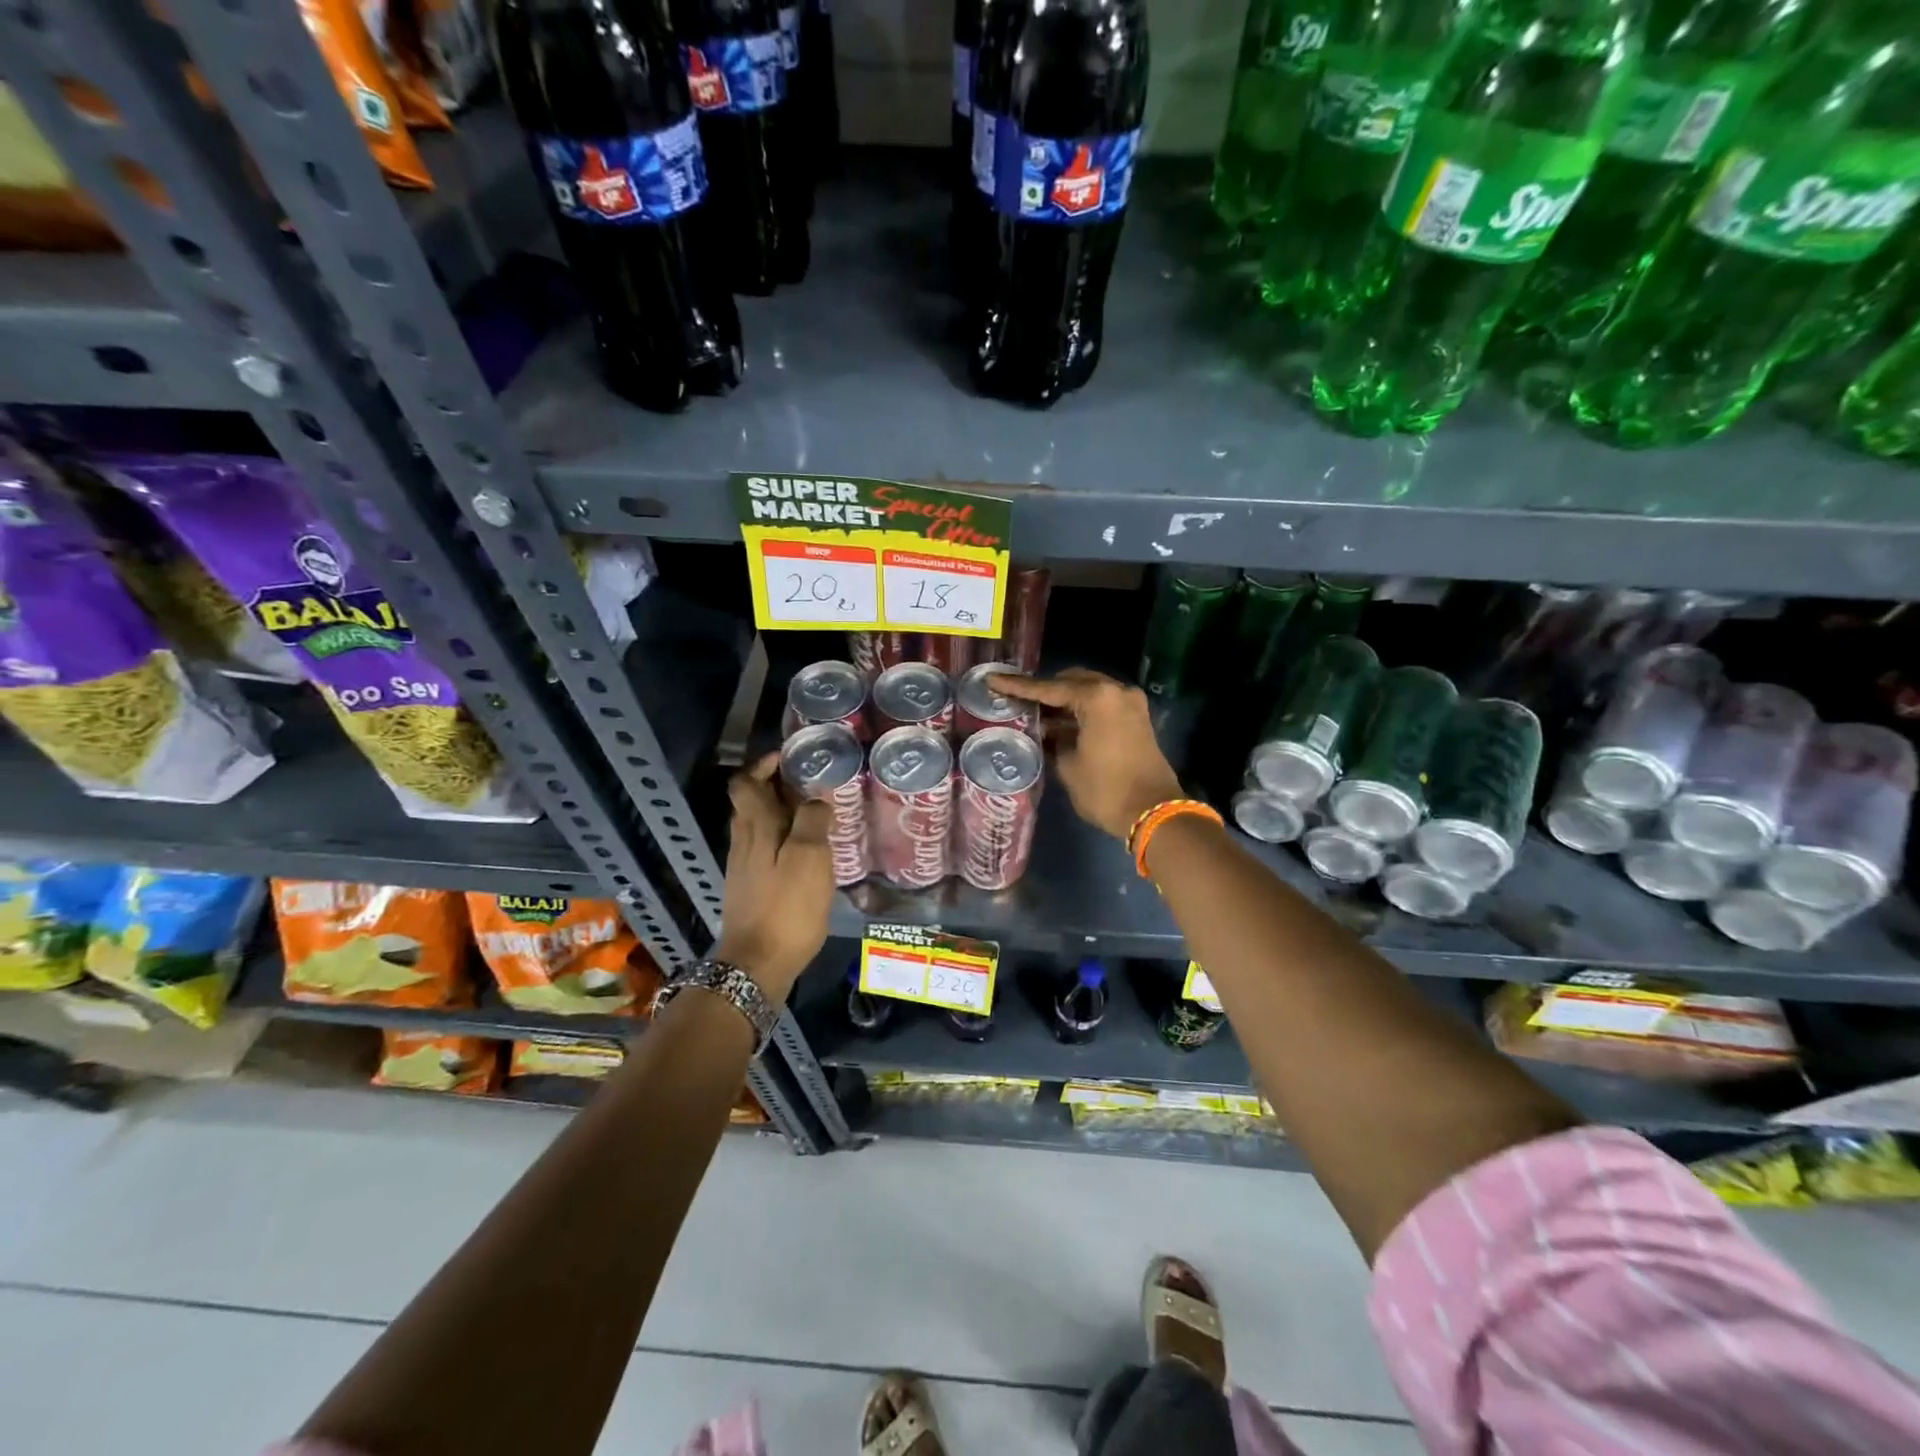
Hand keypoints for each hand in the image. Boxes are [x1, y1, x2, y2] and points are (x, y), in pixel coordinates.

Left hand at [712, 753, 832, 1000]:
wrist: (756, 964)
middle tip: (812, 785)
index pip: (745, 782)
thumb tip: (816, 798)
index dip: (763, 765)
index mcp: (755, 827)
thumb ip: (813, 820)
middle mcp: (743, 841)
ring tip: (815, 816)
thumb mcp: (810, 858)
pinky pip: (764, 850)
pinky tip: (806, 854)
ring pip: (758, 827)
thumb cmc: (787, 907)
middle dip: (776, 787)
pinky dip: (783, 840)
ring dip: (781, 814)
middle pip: (751, 802)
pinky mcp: (750, 889)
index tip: (789, 759)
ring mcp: (743, 867)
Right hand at [988, 669, 1182, 841]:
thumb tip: (1043, 730)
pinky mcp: (1135, 719)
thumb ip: (1051, 740)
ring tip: (1032, 713)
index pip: (1048, 688)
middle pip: (1071, 681)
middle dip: (1044, 690)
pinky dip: (1079, 711)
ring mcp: (1129, 704)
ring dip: (1062, 702)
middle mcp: (1116, 691)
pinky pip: (1100, 705)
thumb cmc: (1105, 790)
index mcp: (1097, 697)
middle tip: (1015, 700)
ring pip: (1087, 692)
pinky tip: (1056, 725)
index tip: (993, 680)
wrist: (1153, 813)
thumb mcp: (1068, 765)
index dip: (1017, 686)